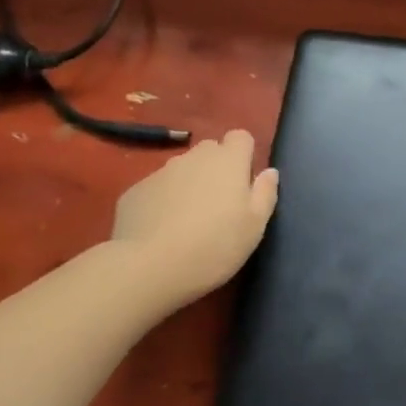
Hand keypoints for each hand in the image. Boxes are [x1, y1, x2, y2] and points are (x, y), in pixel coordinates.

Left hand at [109, 130, 279, 311]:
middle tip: (218, 205)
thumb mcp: (254, 226)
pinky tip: (160, 231)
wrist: (148, 267)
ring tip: (187, 221)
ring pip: (182, 169)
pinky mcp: (135, 190)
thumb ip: (265, 193)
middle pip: (210, 151)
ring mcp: (161, 172)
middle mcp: (194, 157)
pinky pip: (157, 189)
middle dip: (216, 169)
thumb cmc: (214, 245)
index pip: (241, 137)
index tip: (243, 183)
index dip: (244, 156)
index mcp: (228, 161)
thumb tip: (269, 172)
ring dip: (189, 185)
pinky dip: (162, 202)